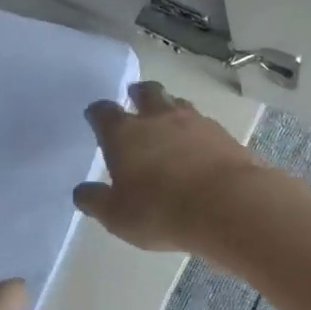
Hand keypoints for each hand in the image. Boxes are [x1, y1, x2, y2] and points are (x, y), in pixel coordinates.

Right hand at [72, 81, 270, 250]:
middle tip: (136, 98)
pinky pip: (205, 124)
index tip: (95, 116)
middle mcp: (158, 118)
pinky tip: (199, 146)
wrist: (228, 204)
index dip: (97, 113)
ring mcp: (195, 122)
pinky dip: (198, 131)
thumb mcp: (118, 216)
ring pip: (179, 104)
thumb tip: (82, 192)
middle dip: (139, 94)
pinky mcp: (223, 134)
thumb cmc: (161, 211)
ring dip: (171, 109)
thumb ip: (97, 201)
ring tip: (169, 121)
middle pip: (147, 93)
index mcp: (125, 134)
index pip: (103, 112)